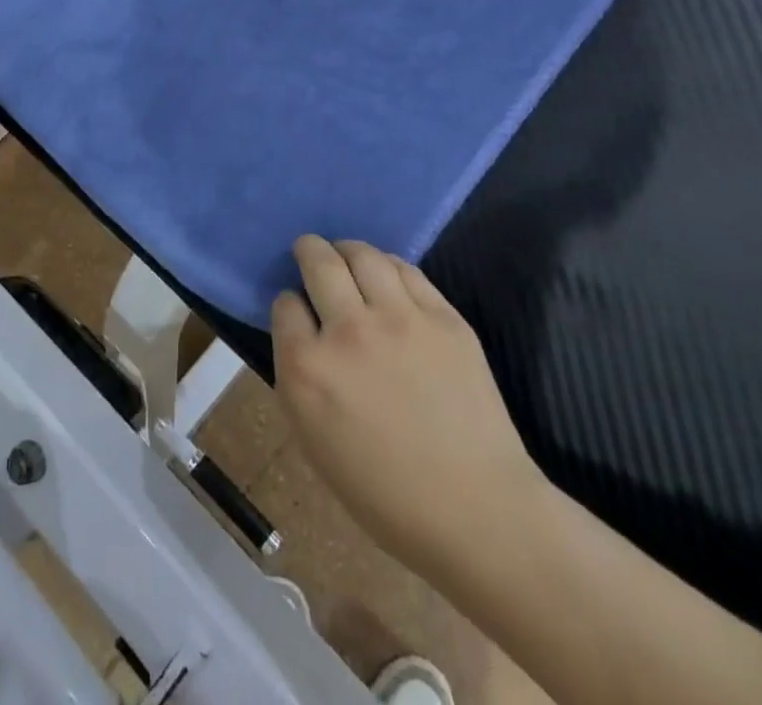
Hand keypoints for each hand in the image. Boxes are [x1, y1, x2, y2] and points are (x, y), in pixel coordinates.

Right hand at [271, 236, 541, 582]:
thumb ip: (300, 375)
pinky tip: (386, 276)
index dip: (290, 306)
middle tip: (310, 252)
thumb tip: (303, 333)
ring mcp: (399, 319)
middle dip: (308, 251)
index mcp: (308, 369)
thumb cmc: (385, 493)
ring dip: (347, 250)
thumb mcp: (314, 439)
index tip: (298, 313)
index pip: (285, 304)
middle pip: (318, 262)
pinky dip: (388, 266)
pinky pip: (406, 270)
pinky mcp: (443, 317)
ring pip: (363, 254)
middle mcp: (348, 331)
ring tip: (348, 257)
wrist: (477, 510)